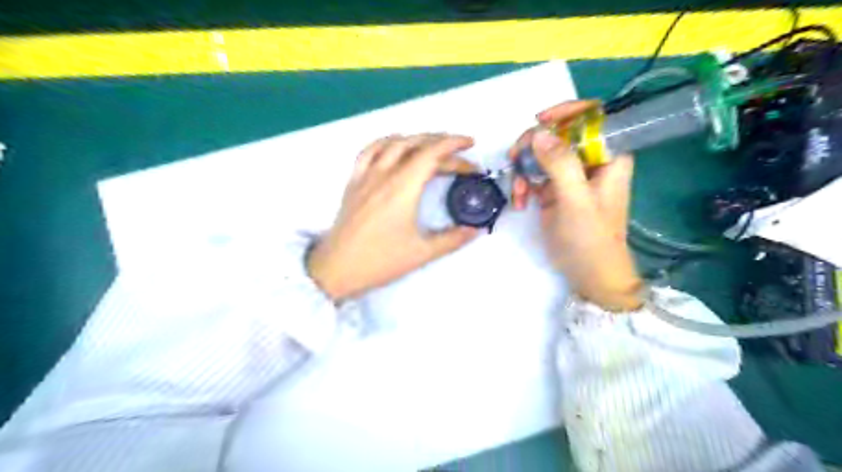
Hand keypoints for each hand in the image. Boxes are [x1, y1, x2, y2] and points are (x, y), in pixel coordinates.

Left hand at [308, 135, 479, 299]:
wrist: (337, 269)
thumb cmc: (380, 261)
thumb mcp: (422, 253)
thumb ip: (452, 239)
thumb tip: (475, 231)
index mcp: (403, 188)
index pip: (431, 153)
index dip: (454, 144)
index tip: (470, 145)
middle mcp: (384, 174)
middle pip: (415, 144)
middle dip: (441, 143)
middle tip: (460, 154)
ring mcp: (365, 175)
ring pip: (392, 142)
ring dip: (416, 139)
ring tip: (433, 147)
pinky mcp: (353, 182)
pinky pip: (369, 151)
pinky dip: (386, 142)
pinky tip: (394, 148)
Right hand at [506, 101, 646, 311]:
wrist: (589, 272)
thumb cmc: (591, 237)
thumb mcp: (576, 199)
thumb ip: (560, 164)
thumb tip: (538, 132)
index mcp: (608, 156)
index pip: (593, 117)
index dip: (567, 112)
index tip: (540, 121)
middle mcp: (589, 161)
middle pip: (559, 134)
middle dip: (534, 145)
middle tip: (515, 158)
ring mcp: (570, 176)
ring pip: (542, 154)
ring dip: (524, 168)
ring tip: (518, 192)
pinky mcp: (554, 190)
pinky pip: (534, 175)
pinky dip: (523, 185)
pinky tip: (520, 201)